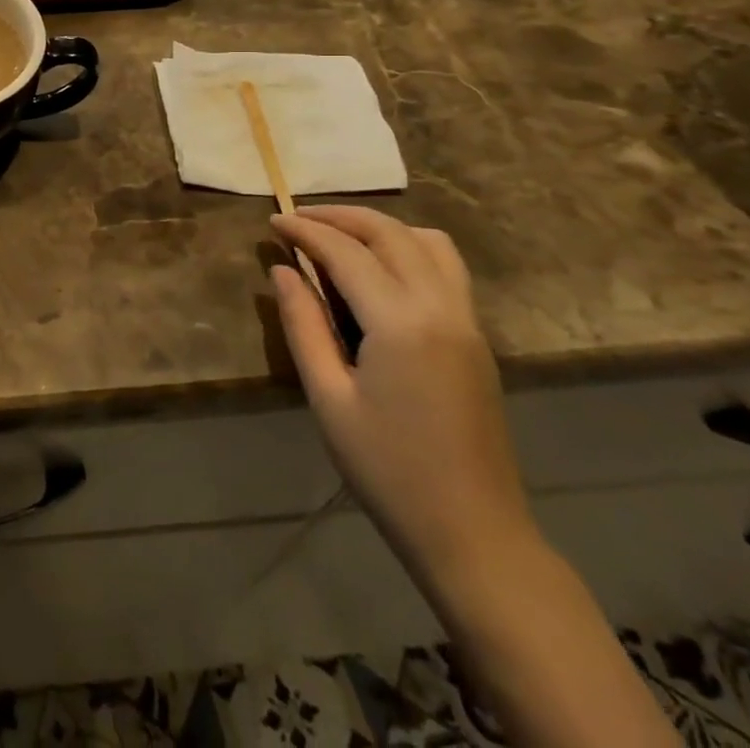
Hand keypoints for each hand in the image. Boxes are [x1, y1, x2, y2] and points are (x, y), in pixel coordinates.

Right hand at [270, 206, 532, 575]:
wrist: (474, 534)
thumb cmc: (388, 470)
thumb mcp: (328, 398)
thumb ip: (303, 325)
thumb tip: (282, 270)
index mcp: (401, 323)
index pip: (346, 252)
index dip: (305, 230)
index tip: (273, 222)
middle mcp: (441, 307)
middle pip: (390, 233)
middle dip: (340, 216)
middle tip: (298, 219)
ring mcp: (467, 320)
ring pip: (427, 241)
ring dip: (380, 227)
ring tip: (339, 237)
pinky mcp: (476, 336)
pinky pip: (446, 267)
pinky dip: (409, 247)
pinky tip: (379, 269)